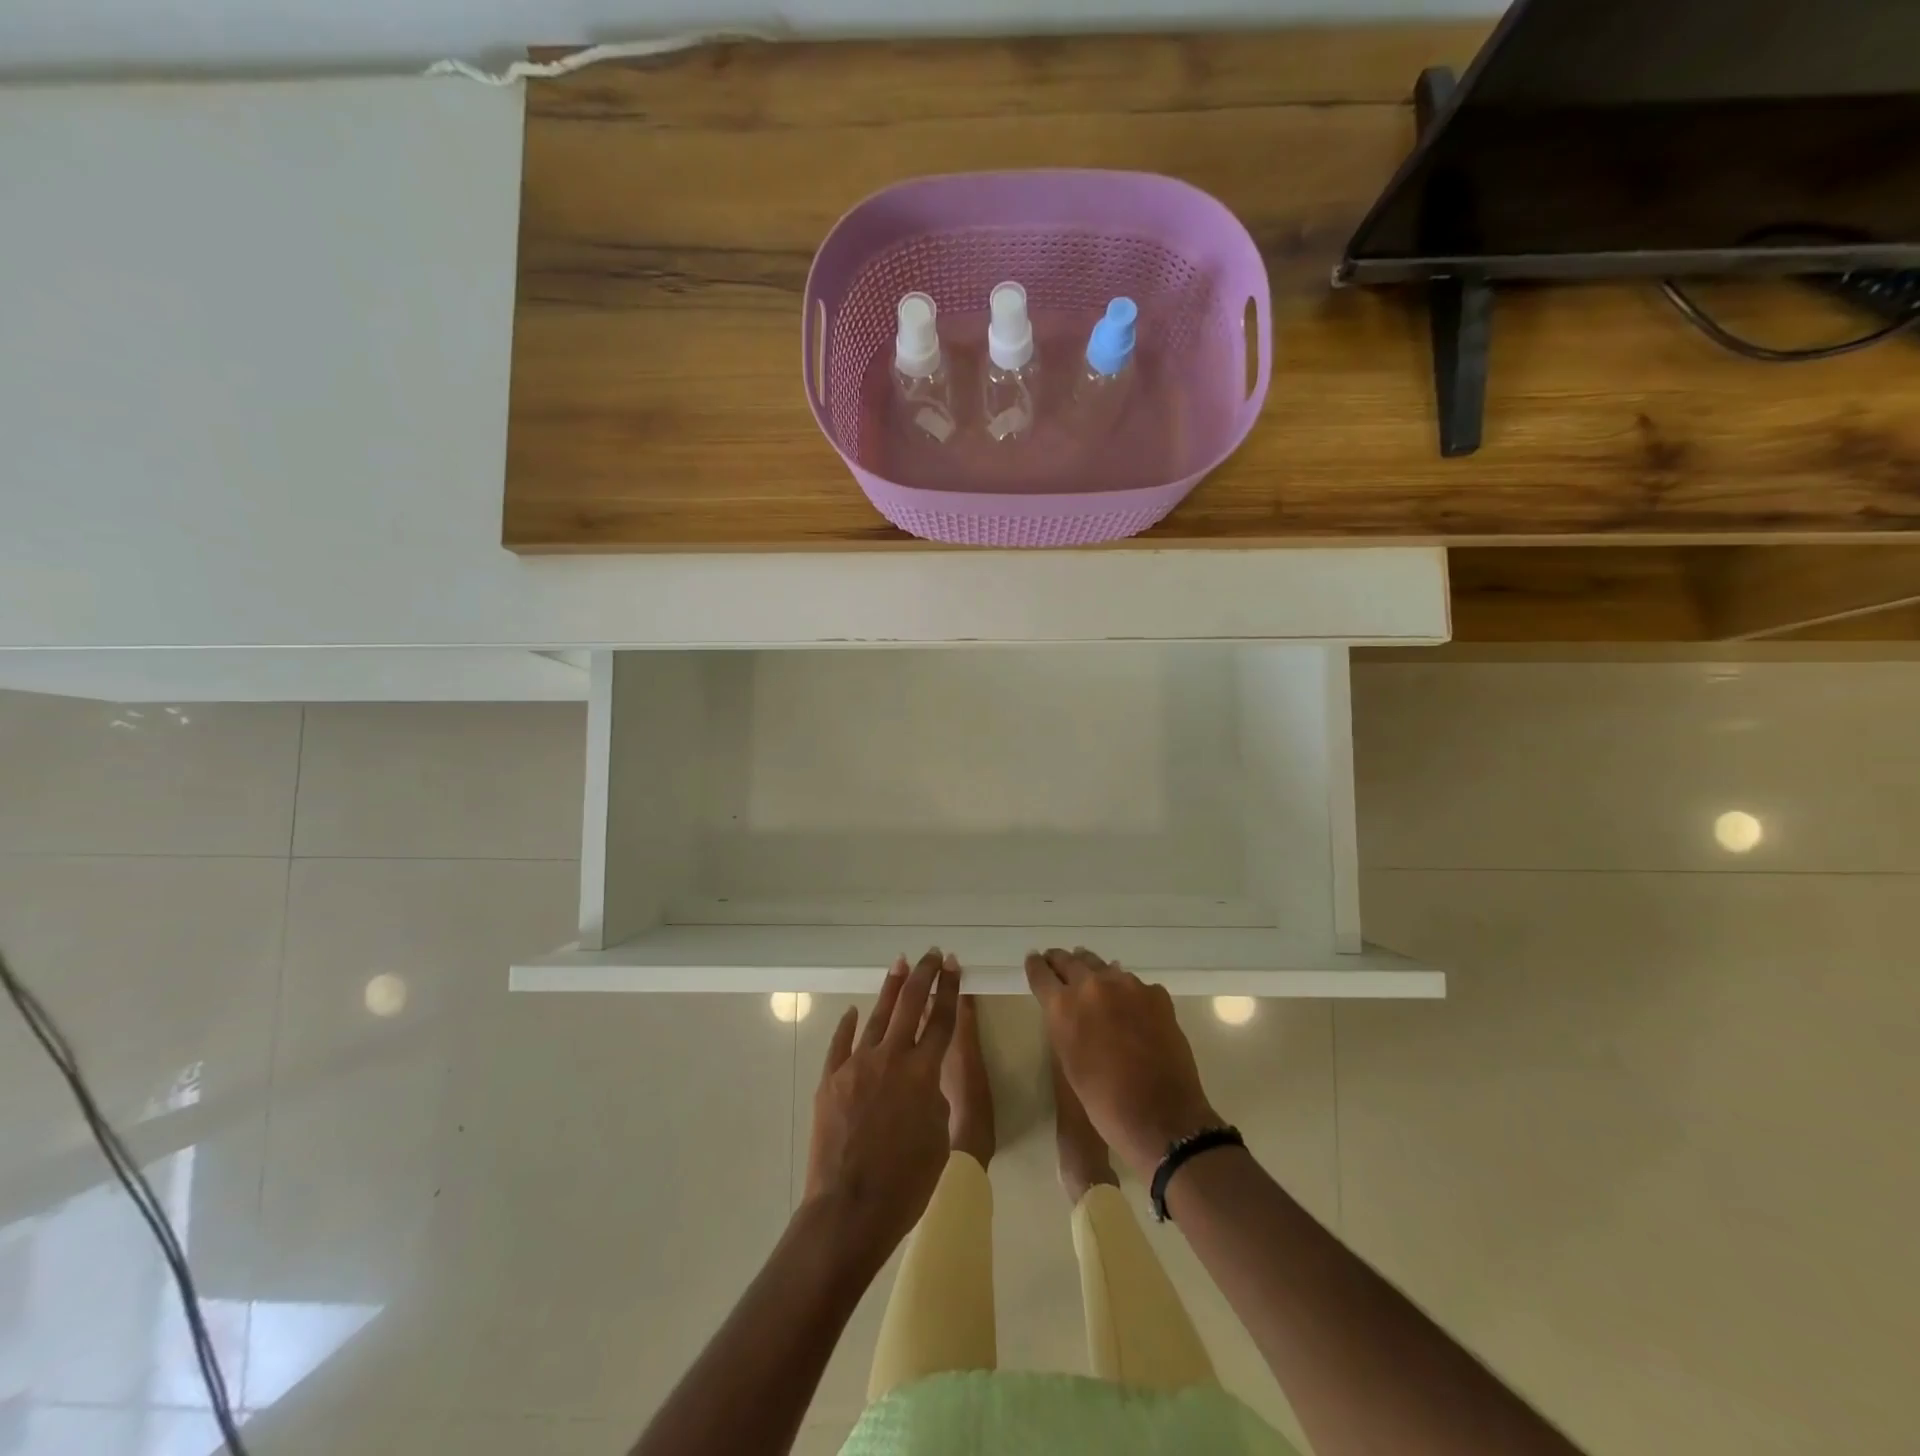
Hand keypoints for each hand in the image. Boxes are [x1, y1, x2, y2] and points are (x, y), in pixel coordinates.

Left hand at [803, 949, 959, 1271]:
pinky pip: (840, 1044)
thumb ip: (933, 1100)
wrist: (849, 1209)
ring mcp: (856, 1066)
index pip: (941, 1019)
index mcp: (923, 1073)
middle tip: (929, 954)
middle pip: (910, 1004)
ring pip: (877, 1016)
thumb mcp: (938, 1139)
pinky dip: (848, 1026)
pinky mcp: (831, 1080)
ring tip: (899, 964)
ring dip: (890, 989)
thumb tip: (919, 1084)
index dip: (948, 988)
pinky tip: (853, 1012)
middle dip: (923, 975)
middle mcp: (891, 1058)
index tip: (952, 963)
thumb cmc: (905, 1184)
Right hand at [1026, 947, 1219, 1181]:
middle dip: (1061, 961)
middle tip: (1057, 960)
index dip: (1036, 965)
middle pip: (1071, 960)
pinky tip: (1130, 1007)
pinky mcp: (1156, 994)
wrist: (1161, 1117)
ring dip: (1094, 971)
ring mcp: (1129, 985)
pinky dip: (1126, 991)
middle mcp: (1093, 985)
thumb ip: (1064, 1025)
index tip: (1034, 959)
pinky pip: (1134, 984)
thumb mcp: (1068, 1060)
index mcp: (1064, 1005)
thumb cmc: (1104, 1100)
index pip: (1041, 973)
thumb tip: (1069, 1007)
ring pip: (1103, 966)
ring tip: (1091, 976)